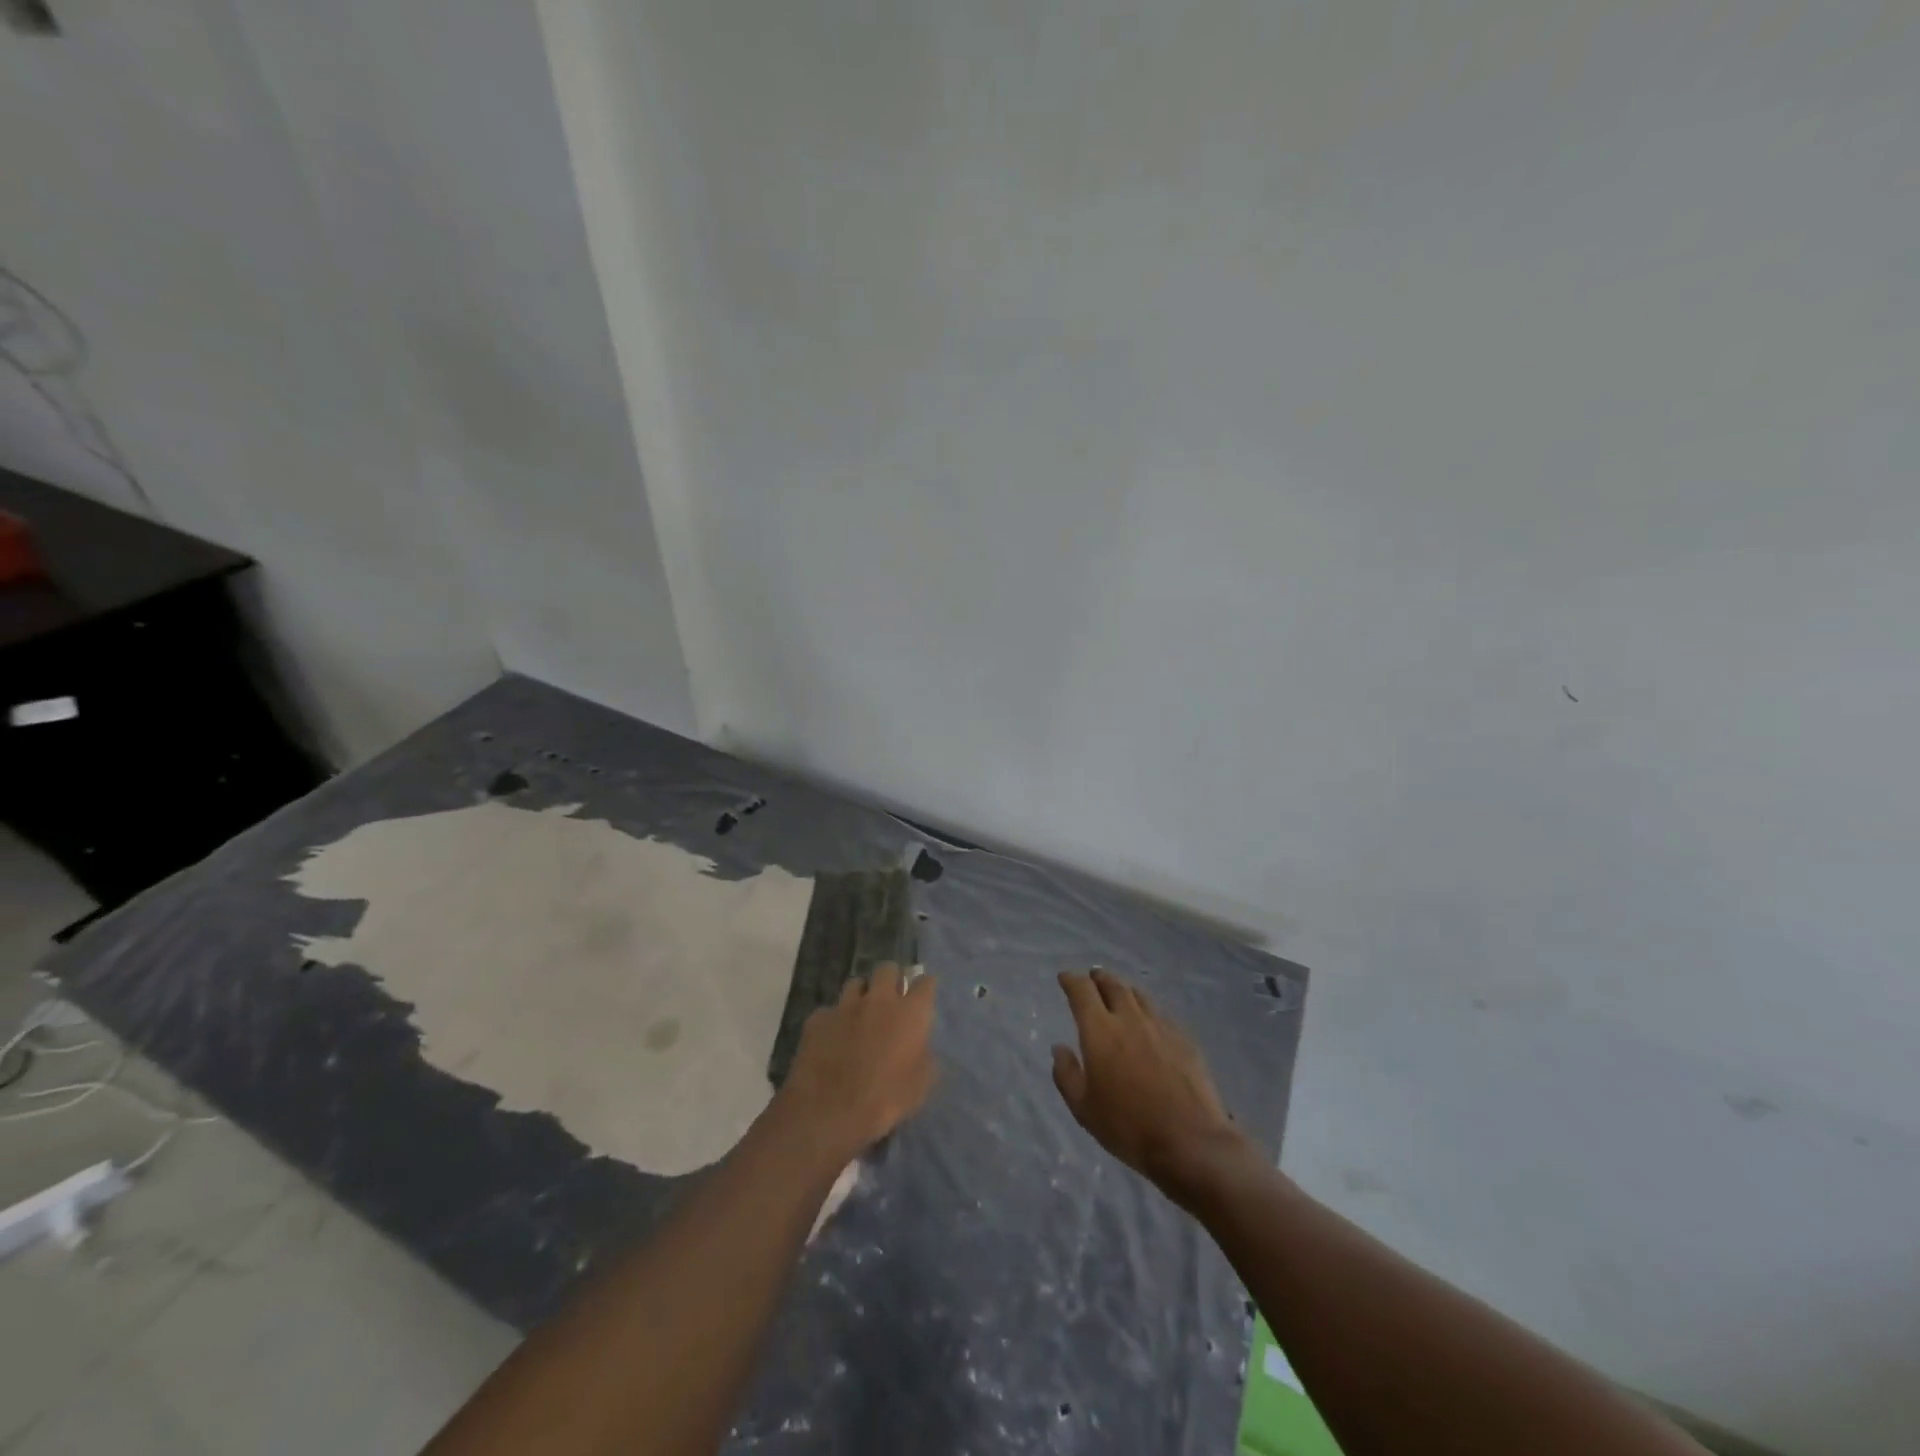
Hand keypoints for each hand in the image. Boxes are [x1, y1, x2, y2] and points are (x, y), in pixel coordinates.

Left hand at [774, 963, 937, 1162]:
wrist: (829, 1111)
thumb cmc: (884, 1099)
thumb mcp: (921, 1085)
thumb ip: (925, 1056)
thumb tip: (920, 1046)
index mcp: (909, 1012)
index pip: (925, 982)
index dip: (925, 987)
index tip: (923, 997)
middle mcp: (879, 999)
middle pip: (887, 969)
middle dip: (891, 979)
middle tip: (891, 998)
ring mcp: (845, 1005)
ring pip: (856, 983)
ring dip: (861, 995)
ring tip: (860, 1014)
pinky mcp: (818, 1018)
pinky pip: (829, 1011)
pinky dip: (834, 1020)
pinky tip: (832, 1038)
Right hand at [1053, 969, 1241, 1193]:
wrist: (1190, 1142)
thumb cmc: (1128, 1127)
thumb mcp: (1084, 1108)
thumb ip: (1067, 1074)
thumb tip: (1059, 1048)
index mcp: (1100, 1031)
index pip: (1082, 992)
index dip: (1071, 980)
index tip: (1065, 977)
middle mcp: (1130, 1019)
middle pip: (1113, 985)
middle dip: (1099, 978)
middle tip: (1093, 976)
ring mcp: (1161, 1027)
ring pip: (1139, 996)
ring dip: (1125, 989)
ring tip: (1119, 992)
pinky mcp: (1184, 1039)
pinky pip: (1161, 1014)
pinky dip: (1148, 1010)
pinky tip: (1150, 1021)